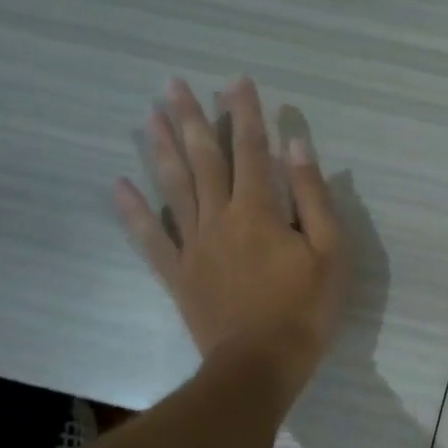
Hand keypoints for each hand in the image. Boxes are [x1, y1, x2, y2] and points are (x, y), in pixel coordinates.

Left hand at [114, 77, 344, 403]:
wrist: (260, 364)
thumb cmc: (305, 309)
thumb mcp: (329, 252)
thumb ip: (312, 197)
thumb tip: (295, 146)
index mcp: (259, 211)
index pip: (252, 151)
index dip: (245, 114)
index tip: (237, 82)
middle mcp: (220, 218)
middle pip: (203, 160)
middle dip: (191, 120)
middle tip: (174, 84)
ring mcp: (194, 246)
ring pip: (174, 188)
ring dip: (161, 150)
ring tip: (147, 116)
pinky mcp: (178, 274)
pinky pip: (151, 237)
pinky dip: (133, 211)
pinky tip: (118, 186)